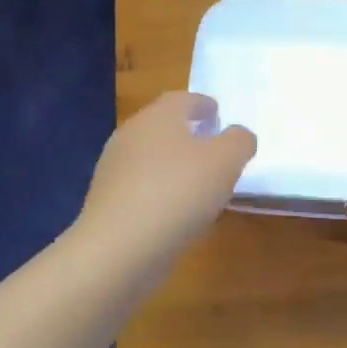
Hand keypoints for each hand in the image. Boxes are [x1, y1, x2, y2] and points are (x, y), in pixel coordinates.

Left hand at [77, 92, 255, 268]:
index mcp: (158, 116)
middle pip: (163, 126)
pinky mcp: (107, 202)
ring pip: (151, 157)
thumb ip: (239, 141)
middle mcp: (131, 135)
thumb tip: (238, 135)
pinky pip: (141, 187)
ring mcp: (114, 169)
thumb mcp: (225, 161)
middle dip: (188, 134)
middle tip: (213, 148)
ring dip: (174, 165)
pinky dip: (160, 191)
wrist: (118, 248)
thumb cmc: (177, 193)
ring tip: (199, 183)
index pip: (182, 99)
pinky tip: (176, 211)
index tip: (218, 114)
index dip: (203, 104)